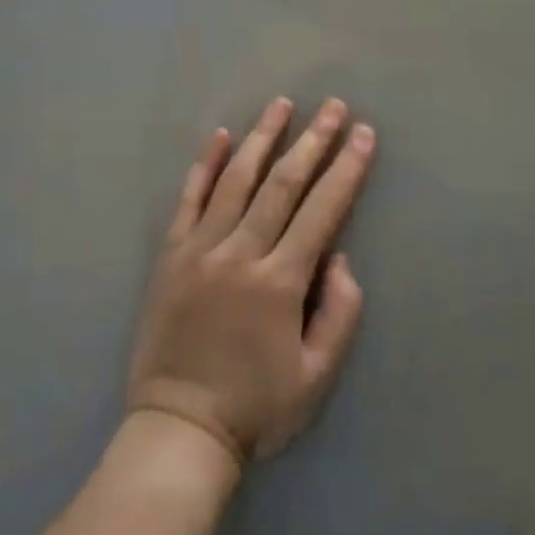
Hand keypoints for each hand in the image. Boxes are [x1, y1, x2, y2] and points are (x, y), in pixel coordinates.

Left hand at [127, 97, 375, 465]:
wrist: (178, 430)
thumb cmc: (255, 407)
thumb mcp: (316, 378)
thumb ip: (338, 314)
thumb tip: (339, 257)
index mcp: (280, 281)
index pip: (322, 210)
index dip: (346, 169)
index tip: (364, 134)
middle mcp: (241, 252)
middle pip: (283, 183)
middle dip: (313, 140)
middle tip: (333, 107)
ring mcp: (201, 248)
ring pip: (236, 179)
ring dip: (263, 138)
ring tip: (281, 104)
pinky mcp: (171, 253)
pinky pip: (189, 198)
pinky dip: (205, 164)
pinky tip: (220, 136)